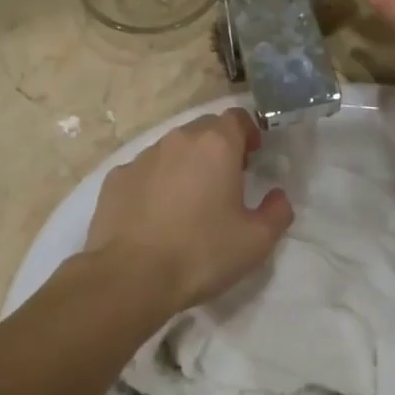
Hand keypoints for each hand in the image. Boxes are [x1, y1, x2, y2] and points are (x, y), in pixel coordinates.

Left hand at [81, 109, 292, 316]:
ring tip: (188, 202)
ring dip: (185, 165)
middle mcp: (178, 140)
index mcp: (216, 145)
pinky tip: (155, 215)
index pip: (237, 117)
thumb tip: (278, 196)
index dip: (248, 133)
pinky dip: (154, 184)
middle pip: (204, 129)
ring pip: (172, 149)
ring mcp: (142, 157)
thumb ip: (277, 212)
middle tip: (225, 181)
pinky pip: (144, 171)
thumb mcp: (256, 241)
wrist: (130, 277)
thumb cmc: (201, 253)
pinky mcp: (116, 178)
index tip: (252, 158)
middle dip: (218, 147)